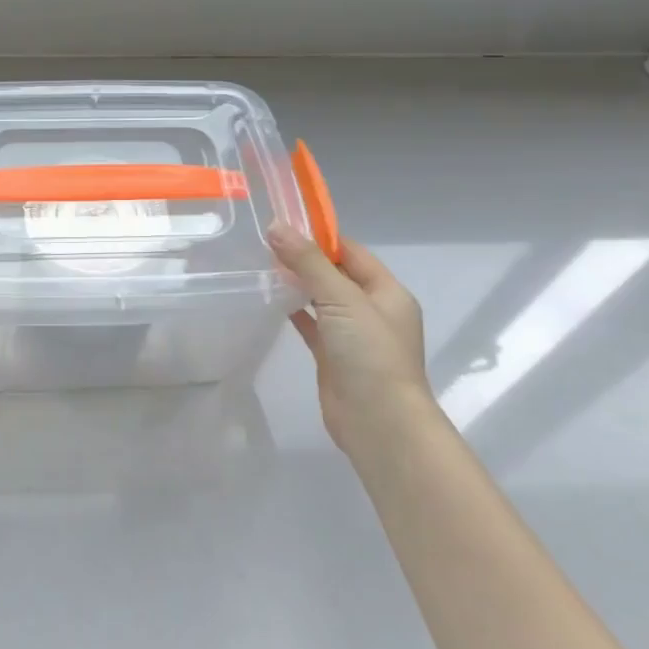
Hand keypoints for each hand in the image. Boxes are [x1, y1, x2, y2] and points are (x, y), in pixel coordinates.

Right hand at [268, 223, 428, 454]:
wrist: (379, 424)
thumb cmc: (370, 354)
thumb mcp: (342, 299)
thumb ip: (308, 262)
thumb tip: (276, 226)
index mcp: (387, 292)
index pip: (351, 252)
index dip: (320, 237)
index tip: (283, 225)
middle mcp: (373, 310)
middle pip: (335, 274)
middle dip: (304, 259)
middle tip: (264, 244)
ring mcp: (353, 335)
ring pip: (322, 300)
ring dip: (298, 284)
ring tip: (261, 266)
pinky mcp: (334, 357)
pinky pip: (312, 325)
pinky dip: (294, 311)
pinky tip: (270, 300)